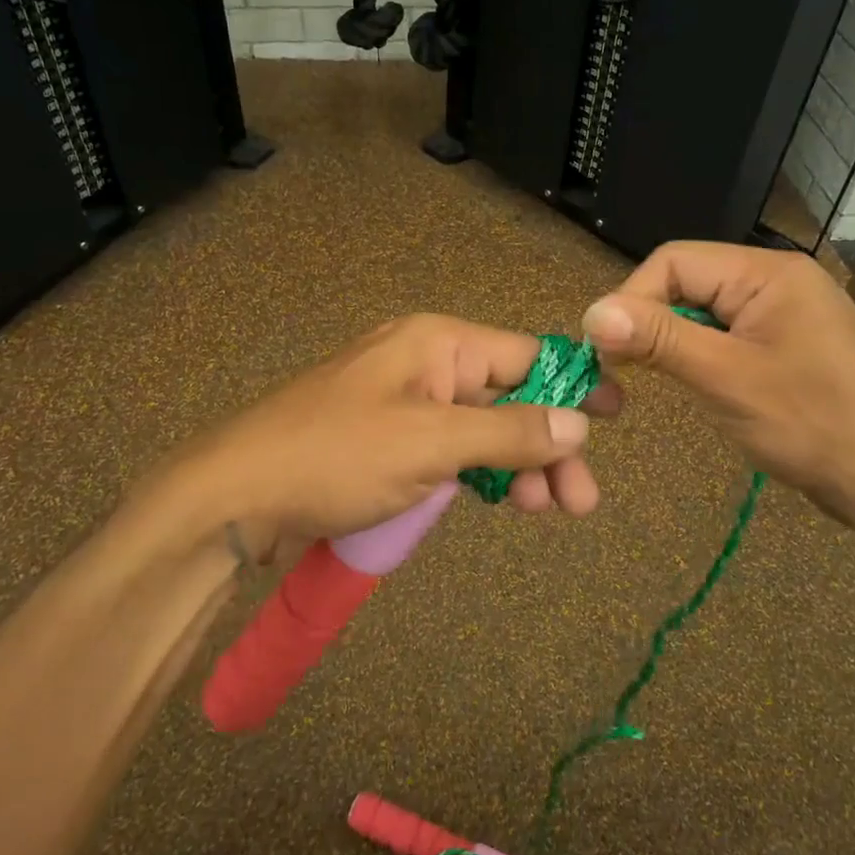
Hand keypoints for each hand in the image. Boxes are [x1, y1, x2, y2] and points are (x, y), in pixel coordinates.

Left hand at [135, 314, 620, 553]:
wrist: (235, 497)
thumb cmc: (335, 456)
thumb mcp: (431, 443)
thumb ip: (509, 433)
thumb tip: (580, 423)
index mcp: (437, 343)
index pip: (526, 356)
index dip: (574, 384)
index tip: (618, 416)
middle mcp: (426, 365)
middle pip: (509, 397)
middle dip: (548, 445)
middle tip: (580, 501)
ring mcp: (408, 405)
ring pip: (484, 430)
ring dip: (519, 466)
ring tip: (548, 510)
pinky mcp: (391, 442)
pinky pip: (453, 451)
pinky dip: (481, 474)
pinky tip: (505, 500)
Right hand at [580, 242, 854, 536]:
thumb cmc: (812, 425)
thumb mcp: (725, 378)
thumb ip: (658, 339)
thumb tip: (591, 313)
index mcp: (768, 273)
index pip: (674, 260)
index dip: (632, 298)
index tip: (605, 350)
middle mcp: (778, 281)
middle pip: (688, 282)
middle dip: (652, 322)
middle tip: (623, 371)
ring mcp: (787, 314)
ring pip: (705, 312)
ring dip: (674, 343)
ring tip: (658, 381)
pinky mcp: (789, 345)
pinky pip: (729, 336)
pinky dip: (702, 357)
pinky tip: (699, 386)